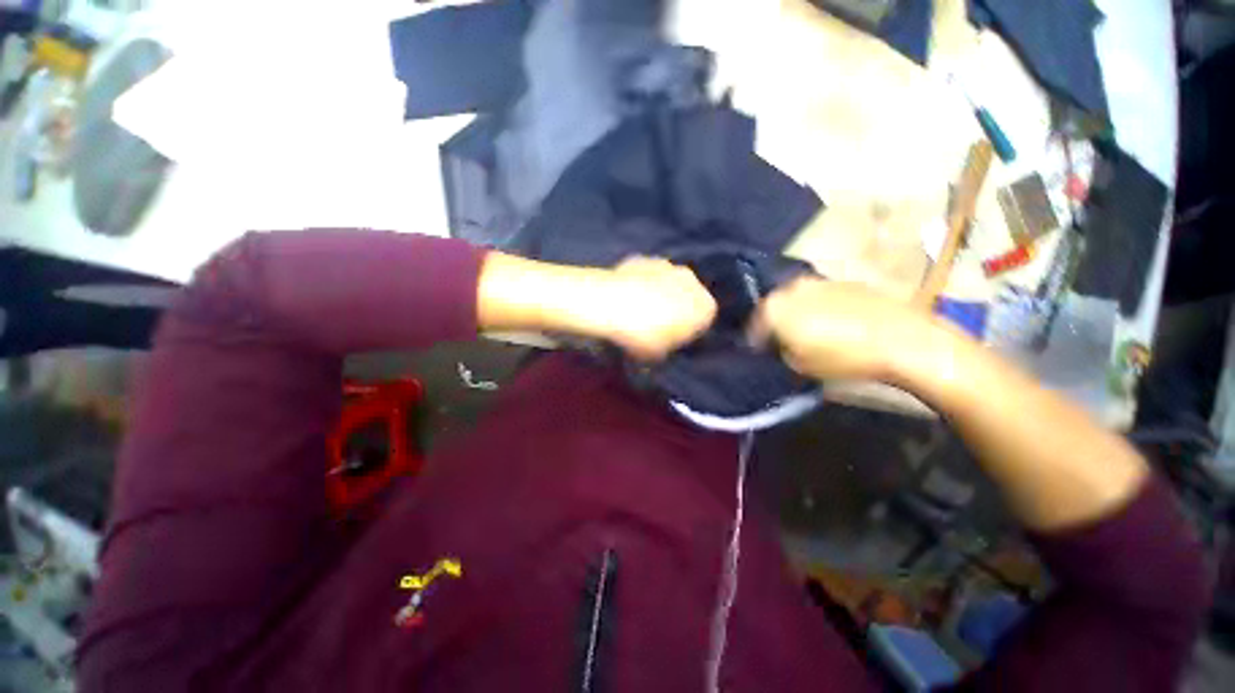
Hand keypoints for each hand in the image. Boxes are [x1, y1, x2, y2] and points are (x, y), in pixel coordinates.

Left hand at [594, 257, 716, 360]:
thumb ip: (667, 347)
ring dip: (656, 294)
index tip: (669, 342)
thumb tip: (661, 345)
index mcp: (706, 308)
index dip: (685, 334)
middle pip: (686, 299)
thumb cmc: (643, 337)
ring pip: (666, 284)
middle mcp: (692, 282)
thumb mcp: (659, 355)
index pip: (701, 324)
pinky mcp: (643, 258)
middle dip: (674, 309)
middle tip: (653, 327)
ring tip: (634, 312)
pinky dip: (638, 284)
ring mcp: (668, 265)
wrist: (612, 305)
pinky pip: (645, 276)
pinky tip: (622, 298)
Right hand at [750, 277, 933, 381]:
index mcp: (774, 308)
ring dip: (797, 313)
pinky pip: (820, 296)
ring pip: (796, 299)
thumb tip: (781, 344)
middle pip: (774, 307)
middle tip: (784, 340)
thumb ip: (781, 351)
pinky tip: (833, 322)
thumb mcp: (799, 365)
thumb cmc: (842, 357)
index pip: (754, 326)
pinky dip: (819, 307)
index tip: (763, 352)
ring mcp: (818, 281)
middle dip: (776, 323)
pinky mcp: (843, 281)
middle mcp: (791, 288)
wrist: (901, 339)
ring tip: (809, 331)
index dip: (757, 342)